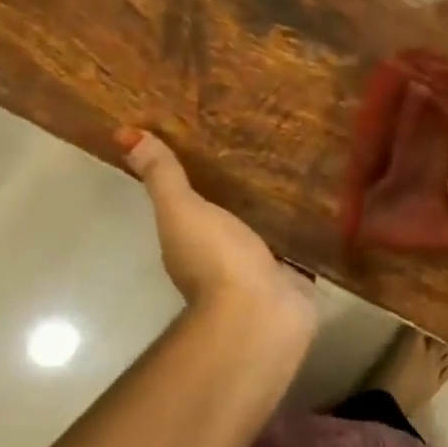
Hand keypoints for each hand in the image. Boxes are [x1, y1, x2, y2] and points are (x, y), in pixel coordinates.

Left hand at [118, 128, 315, 334]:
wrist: (261, 312)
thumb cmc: (216, 259)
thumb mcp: (183, 211)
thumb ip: (164, 177)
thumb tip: (126, 134)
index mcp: (188, 240)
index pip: (189, 202)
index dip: (196, 176)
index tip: (215, 142)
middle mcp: (220, 254)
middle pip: (229, 214)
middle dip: (243, 189)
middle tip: (265, 146)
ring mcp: (258, 267)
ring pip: (265, 229)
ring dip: (276, 209)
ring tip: (298, 168)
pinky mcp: (292, 274)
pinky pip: (298, 244)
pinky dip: (305, 229)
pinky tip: (321, 205)